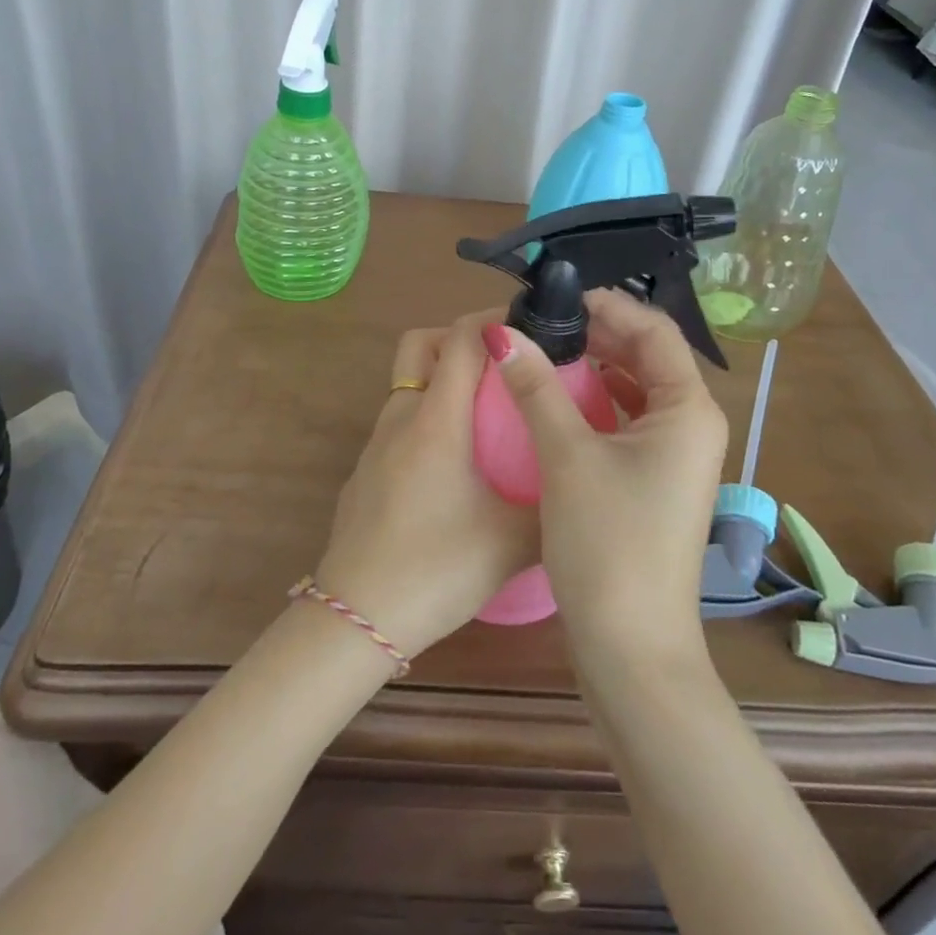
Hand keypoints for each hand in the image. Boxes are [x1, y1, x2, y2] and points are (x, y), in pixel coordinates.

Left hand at [312, 312, 539, 659]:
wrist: (355, 616)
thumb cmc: (437, 568)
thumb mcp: (512, 542)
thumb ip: (552, 505)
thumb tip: (580, 485)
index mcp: (437, 419)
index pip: (461, 338)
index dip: (494, 319)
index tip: (530, 326)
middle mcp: (401, 417)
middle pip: (422, 343)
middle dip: (460, 338)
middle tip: (502, 365)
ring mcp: (376, 443)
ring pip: (408, 382)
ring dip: (442, 378)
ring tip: (486, 412)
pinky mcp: (366, 470)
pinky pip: (400, 420)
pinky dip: (428, 417)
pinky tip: (454, 463)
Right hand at [484, 289, 725, 660]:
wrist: (631, 650)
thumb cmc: (608, 543)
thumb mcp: (566, 456)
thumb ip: (535, 387)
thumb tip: (500, 332)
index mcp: (688, 409)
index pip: (654, 330)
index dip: (608, 306)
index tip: (556, 297)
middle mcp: (692, 425)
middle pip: (647, 357)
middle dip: (598, 333)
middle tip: (543, 321)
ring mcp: (675, 457)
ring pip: (636, 390)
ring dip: (595, 367)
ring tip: (546, 350)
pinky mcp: (653, 481)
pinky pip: (627, 421)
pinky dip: (596, 402)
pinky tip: (558, 398)